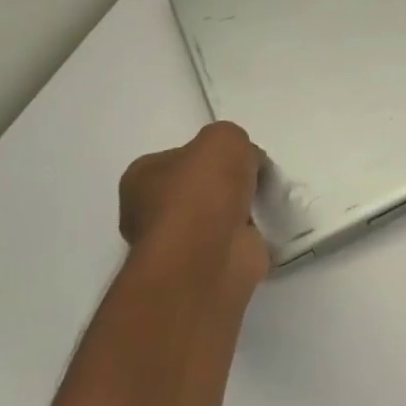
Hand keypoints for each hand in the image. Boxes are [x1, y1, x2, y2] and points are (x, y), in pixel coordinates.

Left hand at [119, 122, 268, 284]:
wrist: (209, 255)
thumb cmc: (204, 191)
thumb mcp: (224, 138)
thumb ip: (232, 139)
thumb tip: (244, 161)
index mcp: (142, 177)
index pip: (180, 156)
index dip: (213, 154)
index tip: (240, 157)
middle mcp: (150, 210)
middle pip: (200, 186)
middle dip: (229, 184)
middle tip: (255, 179)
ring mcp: (176, 242)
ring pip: (217, 215)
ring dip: (241, 210)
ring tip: (264, 202)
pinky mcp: (203, 266)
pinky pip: (232, 240)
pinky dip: (249, 235)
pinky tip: (263, 228)